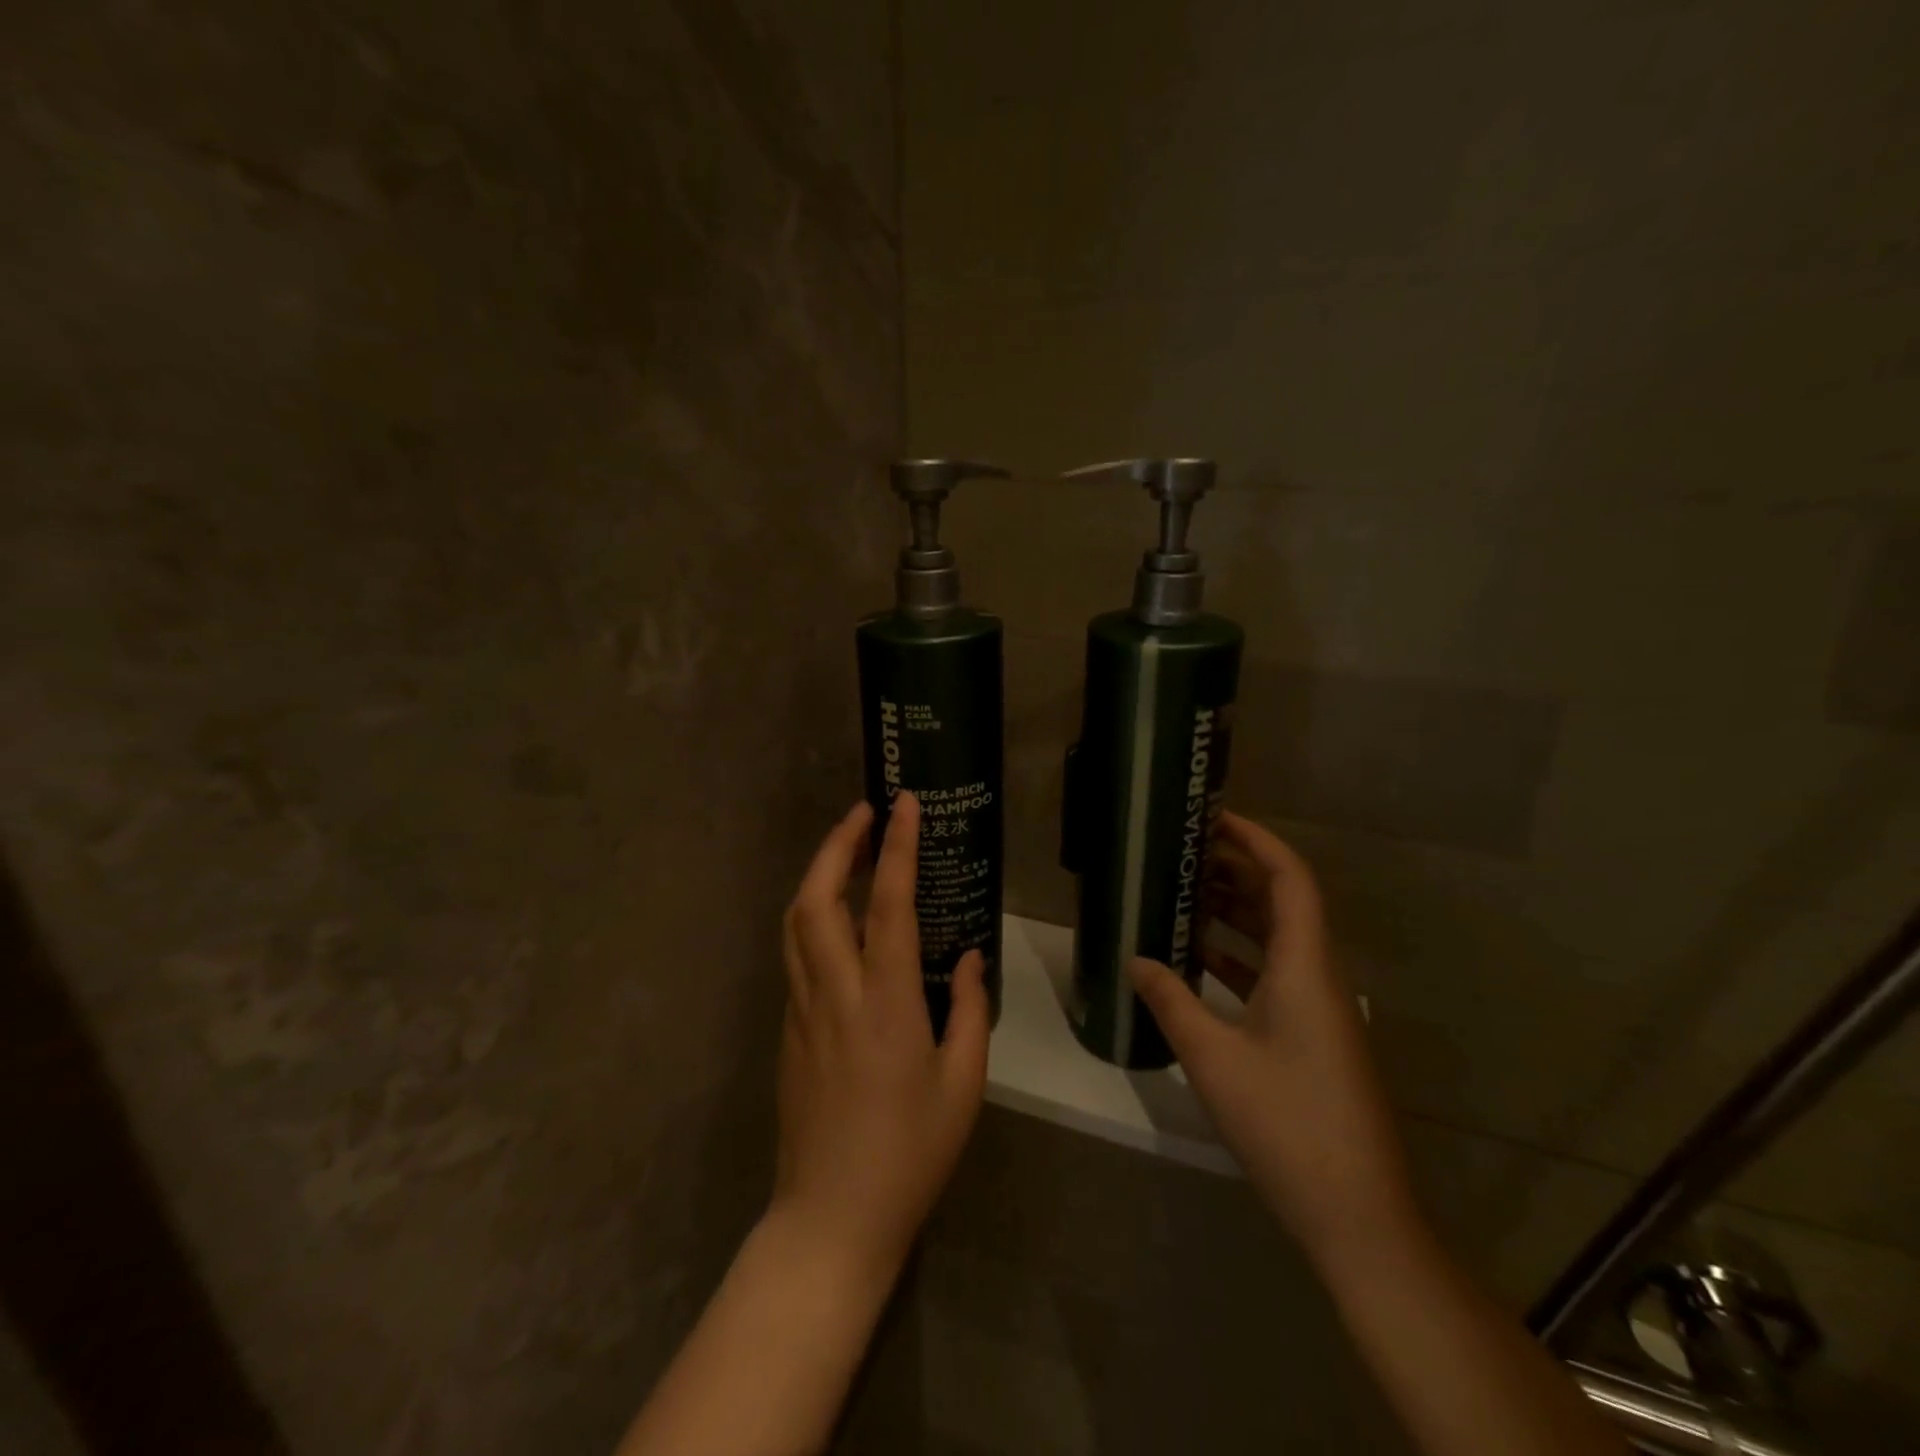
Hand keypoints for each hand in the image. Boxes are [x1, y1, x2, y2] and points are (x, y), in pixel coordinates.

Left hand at [770, 793, 989, 1282]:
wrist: (831, 1219)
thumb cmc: (910, 1154)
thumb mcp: (963, 1084)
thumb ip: (971, 1010)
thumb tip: (972, 957)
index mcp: (886, 1004)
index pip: (888, 904)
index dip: (896, 847)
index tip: (902, 804)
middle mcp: (835, 994)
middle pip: (817, 898)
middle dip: (837, 844)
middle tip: (863, 812)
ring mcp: (802, 1010)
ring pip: (795, 922)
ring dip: (818, 874)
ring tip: (848, 850)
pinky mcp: (789, 1030)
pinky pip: (795, 955)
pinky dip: (811, 916)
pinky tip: (836, 919)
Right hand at [1129, 811, 1416, 1268]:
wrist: (1358, 1216)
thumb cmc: (1287, 1124)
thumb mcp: (1213, 1058)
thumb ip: (1170, 1000)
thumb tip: (1135, 959)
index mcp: (1305, 968)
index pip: (1290, 879)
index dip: (1257, 840)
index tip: (1213, 818)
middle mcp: (1319, 978)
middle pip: (1283, 903)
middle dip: (1237, 871)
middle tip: (1184, 853)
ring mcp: (1320, 1011)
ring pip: (1278, 940)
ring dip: (1235, 914)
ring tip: (1182, 896)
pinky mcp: (1314, 1038)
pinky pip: (1274, 975)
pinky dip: (1238, 958)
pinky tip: (1197, 963)